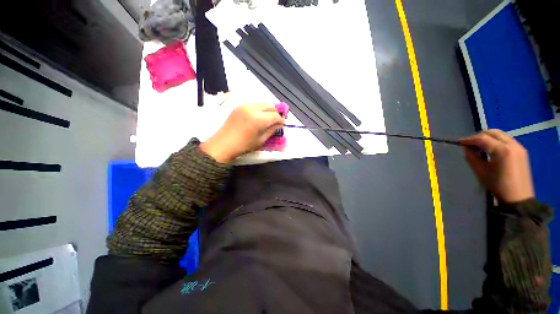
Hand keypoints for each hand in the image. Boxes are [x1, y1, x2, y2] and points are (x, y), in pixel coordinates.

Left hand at [200, 104, 284, 162]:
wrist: (223, 144)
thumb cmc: (244, 146)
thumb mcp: (261, 140)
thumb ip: (272, 130)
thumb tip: (280, 124)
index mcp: (259, 119)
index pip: (275, 115)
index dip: (281, 120)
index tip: (283, 124)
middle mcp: (252, 108)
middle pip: (270, 106)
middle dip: (276, 112)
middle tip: (277, 121)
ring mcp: (245, 105)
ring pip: (262, 103)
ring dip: (268, 109)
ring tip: (268, 118)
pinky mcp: (239, 106)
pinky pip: (254, 104)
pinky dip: (260, 108)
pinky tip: (259, 116)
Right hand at [460, 129, 534, 202]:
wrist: (519, 198)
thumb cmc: (498, 185)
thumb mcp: (481, 171)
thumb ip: (472, 157)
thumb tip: (466, 148)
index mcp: (502, 150)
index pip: (483, 138)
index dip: (469, 139)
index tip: (459, 142)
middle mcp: (512, 144)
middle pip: (493, 132)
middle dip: (479, 136)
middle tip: (469, 143)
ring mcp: (519, 147)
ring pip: (501, 134)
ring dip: (488, 137)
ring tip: (479, 146)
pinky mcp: (522, 151)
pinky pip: (507, 140)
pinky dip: (496, 141)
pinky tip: (491, 149)